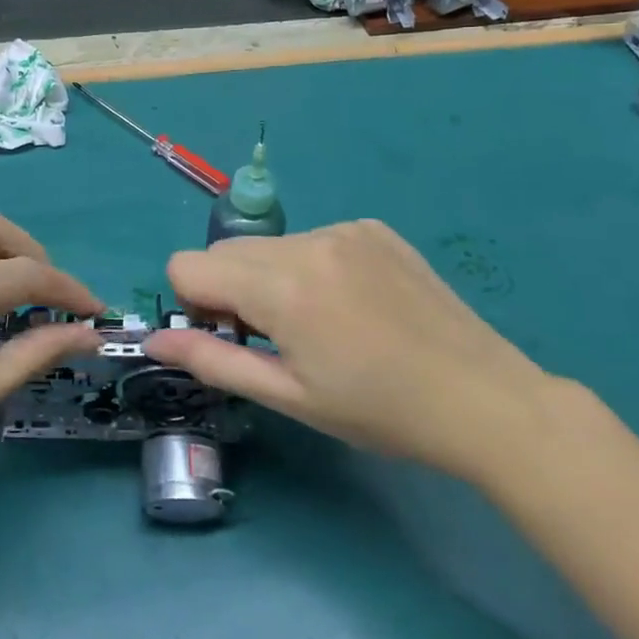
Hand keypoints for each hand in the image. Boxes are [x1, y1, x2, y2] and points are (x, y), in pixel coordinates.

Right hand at [142, 220, 563, 488]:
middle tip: (275, 338)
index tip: (233, 339)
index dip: (196, 306)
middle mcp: (307, 241)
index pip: (187, 265)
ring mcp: (344, 228)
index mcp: (282, 286)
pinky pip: (312, 239)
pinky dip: (311, 267)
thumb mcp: (290, 397)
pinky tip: (352, 304)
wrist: (483, 398)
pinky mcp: (373, 227)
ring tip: (321, 324)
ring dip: (271, 278)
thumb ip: (212, 360)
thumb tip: (154, 341)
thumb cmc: (380, 412)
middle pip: (225, 251)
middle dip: (229, 291)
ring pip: (268, 245)